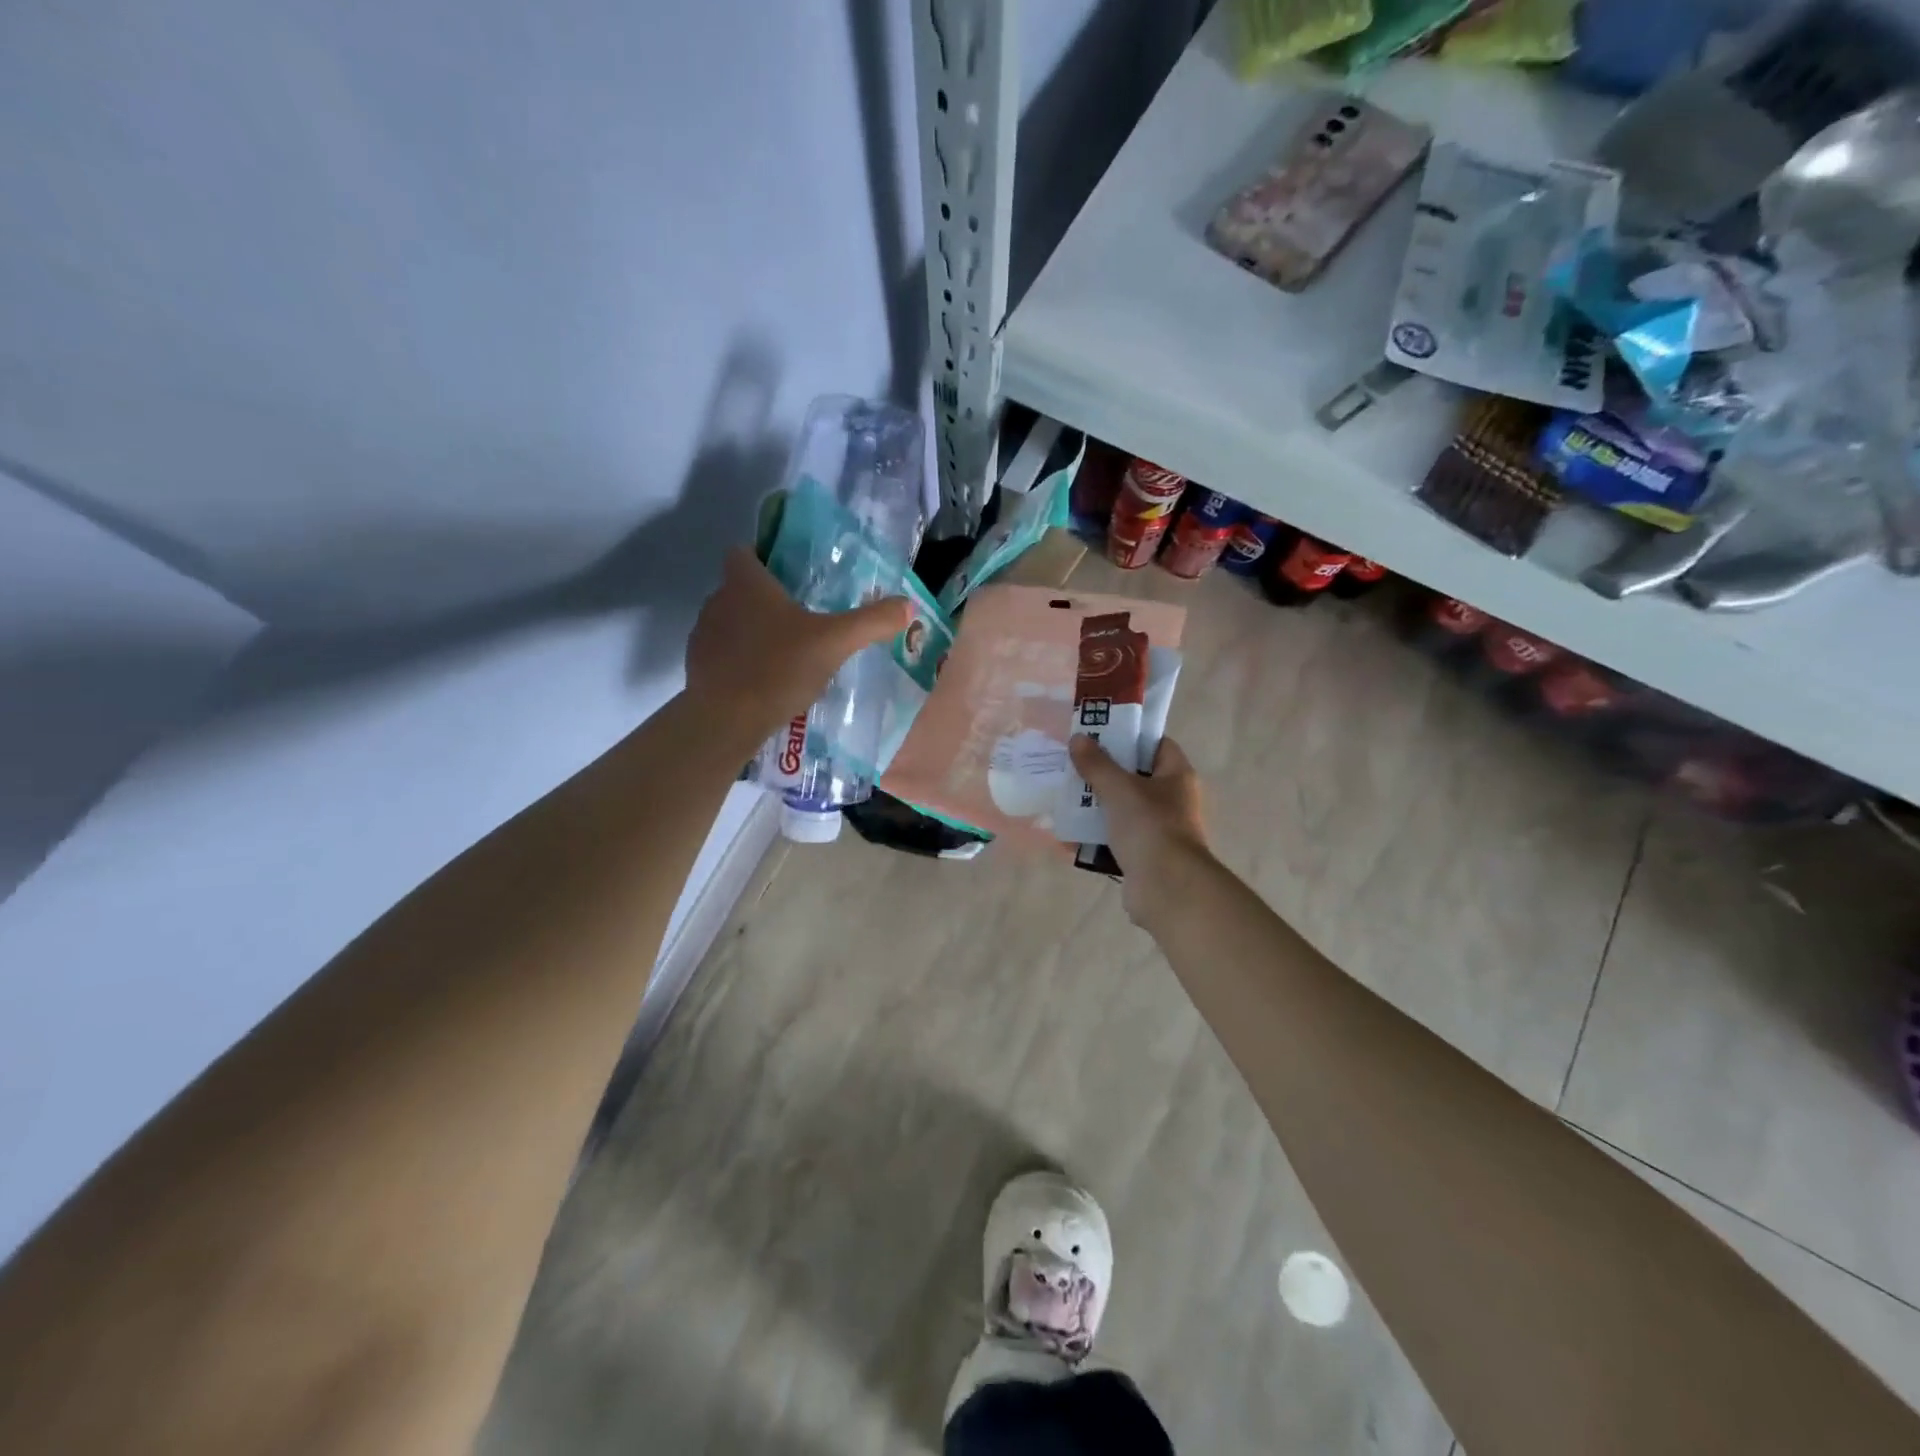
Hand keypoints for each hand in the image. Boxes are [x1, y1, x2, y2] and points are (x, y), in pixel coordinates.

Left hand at [686, 548, 911, 743]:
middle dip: (766, 599)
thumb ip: (871, 622)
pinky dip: (741, 661)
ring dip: (753, 632)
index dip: (763, 557)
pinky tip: (766, 681)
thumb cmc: (778, 668)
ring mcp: (703, 635)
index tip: (789, 576)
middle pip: (740, 588)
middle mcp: (718, 601)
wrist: (726, 720)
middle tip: (801, 617)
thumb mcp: (835, 643)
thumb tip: (907, 605)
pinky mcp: (698, 667)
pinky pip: (724, 654)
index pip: (743, 552)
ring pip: (731, 622)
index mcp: (746, 583)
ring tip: (786, 652)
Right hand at [1068, 735, 1213, 923]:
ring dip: (1095, 805)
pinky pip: (1113, 840)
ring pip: (1122, 810)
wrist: (1167, 888)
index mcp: (1176, 776)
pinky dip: (1093, 837)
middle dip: (1104, 772)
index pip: (1157, 744)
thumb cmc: (1150, 827)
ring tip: (1063, 796)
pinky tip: (1066, 833)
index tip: (1100, 734)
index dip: (1130, 736)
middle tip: (1073, 764)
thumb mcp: (1119, 789)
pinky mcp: (1143, 856)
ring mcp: (1158, 830)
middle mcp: (1172, 800)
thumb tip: (1079, 738)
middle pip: (1135, 777)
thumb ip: (1097, 764)